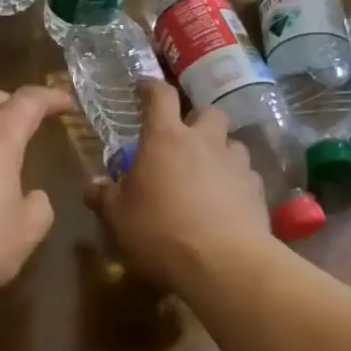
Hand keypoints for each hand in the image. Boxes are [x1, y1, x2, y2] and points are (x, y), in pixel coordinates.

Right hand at [88, 80, 270, 285]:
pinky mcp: (257, 189)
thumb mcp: (119, 217)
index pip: (160, 95)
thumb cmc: (160, 231)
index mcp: (164, 138)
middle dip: (196, 119)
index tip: (143, 89)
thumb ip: (105, 196)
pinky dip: (235, 181)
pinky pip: (246, 174)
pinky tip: (227, 202)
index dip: (151, 88)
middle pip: (207, 111)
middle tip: (184, 138)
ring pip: (232, 142)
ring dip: (219, 151)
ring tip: (208, 173)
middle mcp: (203, 141)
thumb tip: (93, 185)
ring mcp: (235, 163)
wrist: (224, 262)